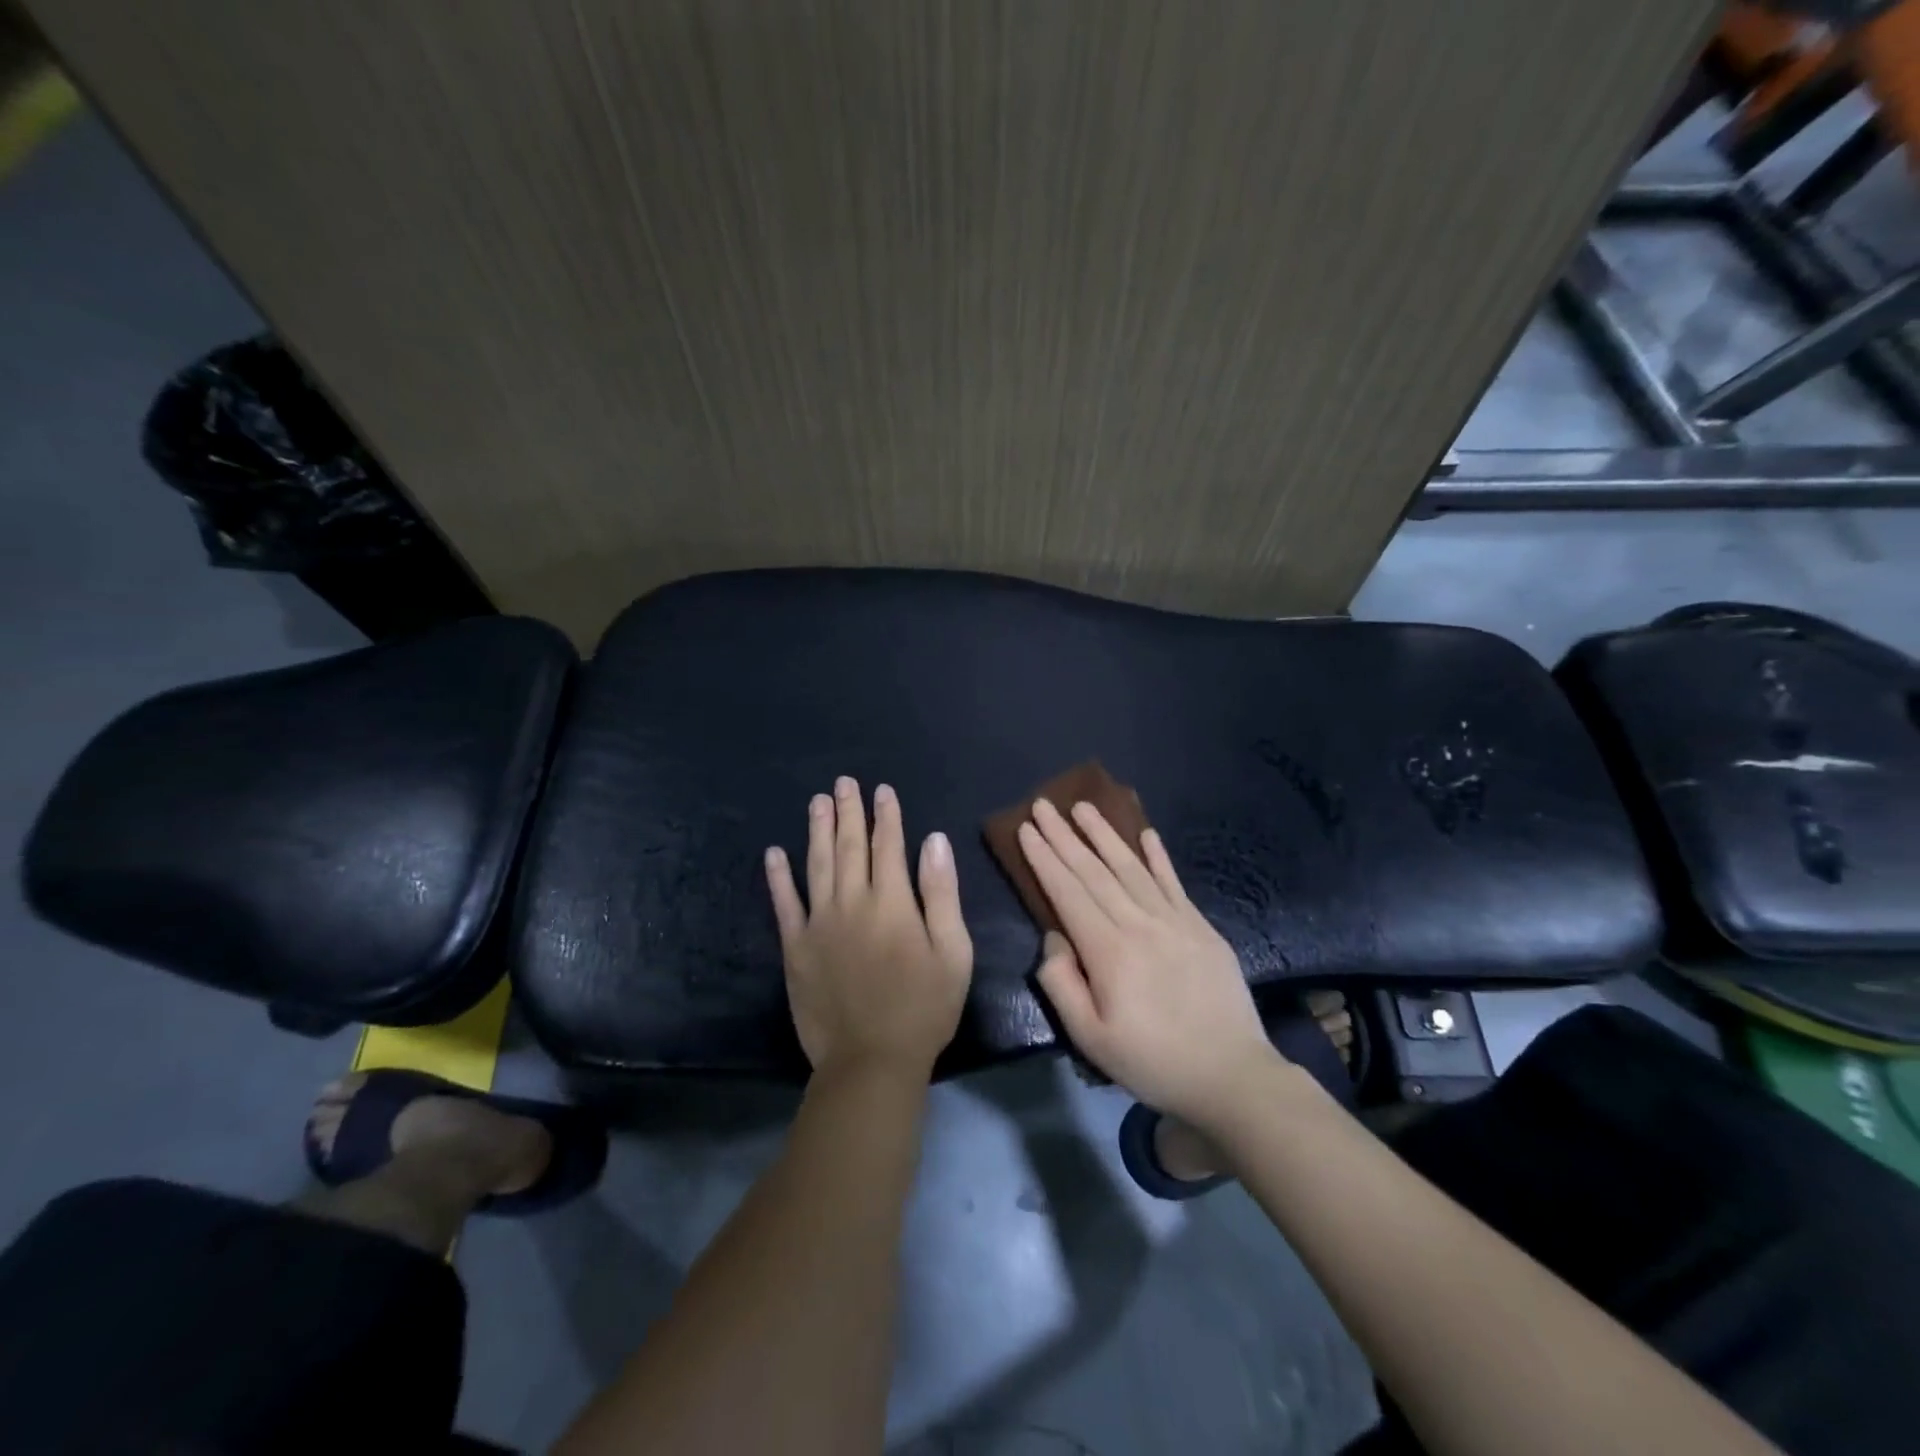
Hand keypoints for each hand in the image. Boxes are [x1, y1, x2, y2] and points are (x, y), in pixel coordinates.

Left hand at [766, 777, 973, 1080]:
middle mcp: (852, 902)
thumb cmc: (924, 1008)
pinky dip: (778, 877)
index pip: (889, 846)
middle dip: (849, 812)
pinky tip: (774, 853)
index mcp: (893, 902)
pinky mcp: (795, 947)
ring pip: (817, 864)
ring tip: (817, 801)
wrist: (871, 1060)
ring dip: (817, 830)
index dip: (886, 816)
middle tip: (843, 782)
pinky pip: (784, 904)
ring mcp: (819, 923)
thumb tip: (934, 840)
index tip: (882, 790)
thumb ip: (942, 893)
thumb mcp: (953, 952)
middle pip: (850, 847)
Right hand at [1019, 798, 1279, 1126]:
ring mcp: (1174, 920)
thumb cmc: (1153, 1062)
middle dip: (1065, 836)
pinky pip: (1173, 882)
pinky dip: (1158, 856)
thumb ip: (1062, 984)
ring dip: (1105, 834)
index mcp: (1109, 951)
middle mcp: (1139, 923)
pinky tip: (1146, 834)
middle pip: (1094, 871)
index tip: (1026, 829)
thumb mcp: (1091, 1038)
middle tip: (1044, 805)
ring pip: (1131, 867)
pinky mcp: (1201, 927)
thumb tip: (1054, 937)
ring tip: (1084, 806)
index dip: (1045, 858)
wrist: (1232, 1075)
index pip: (1068, 892)